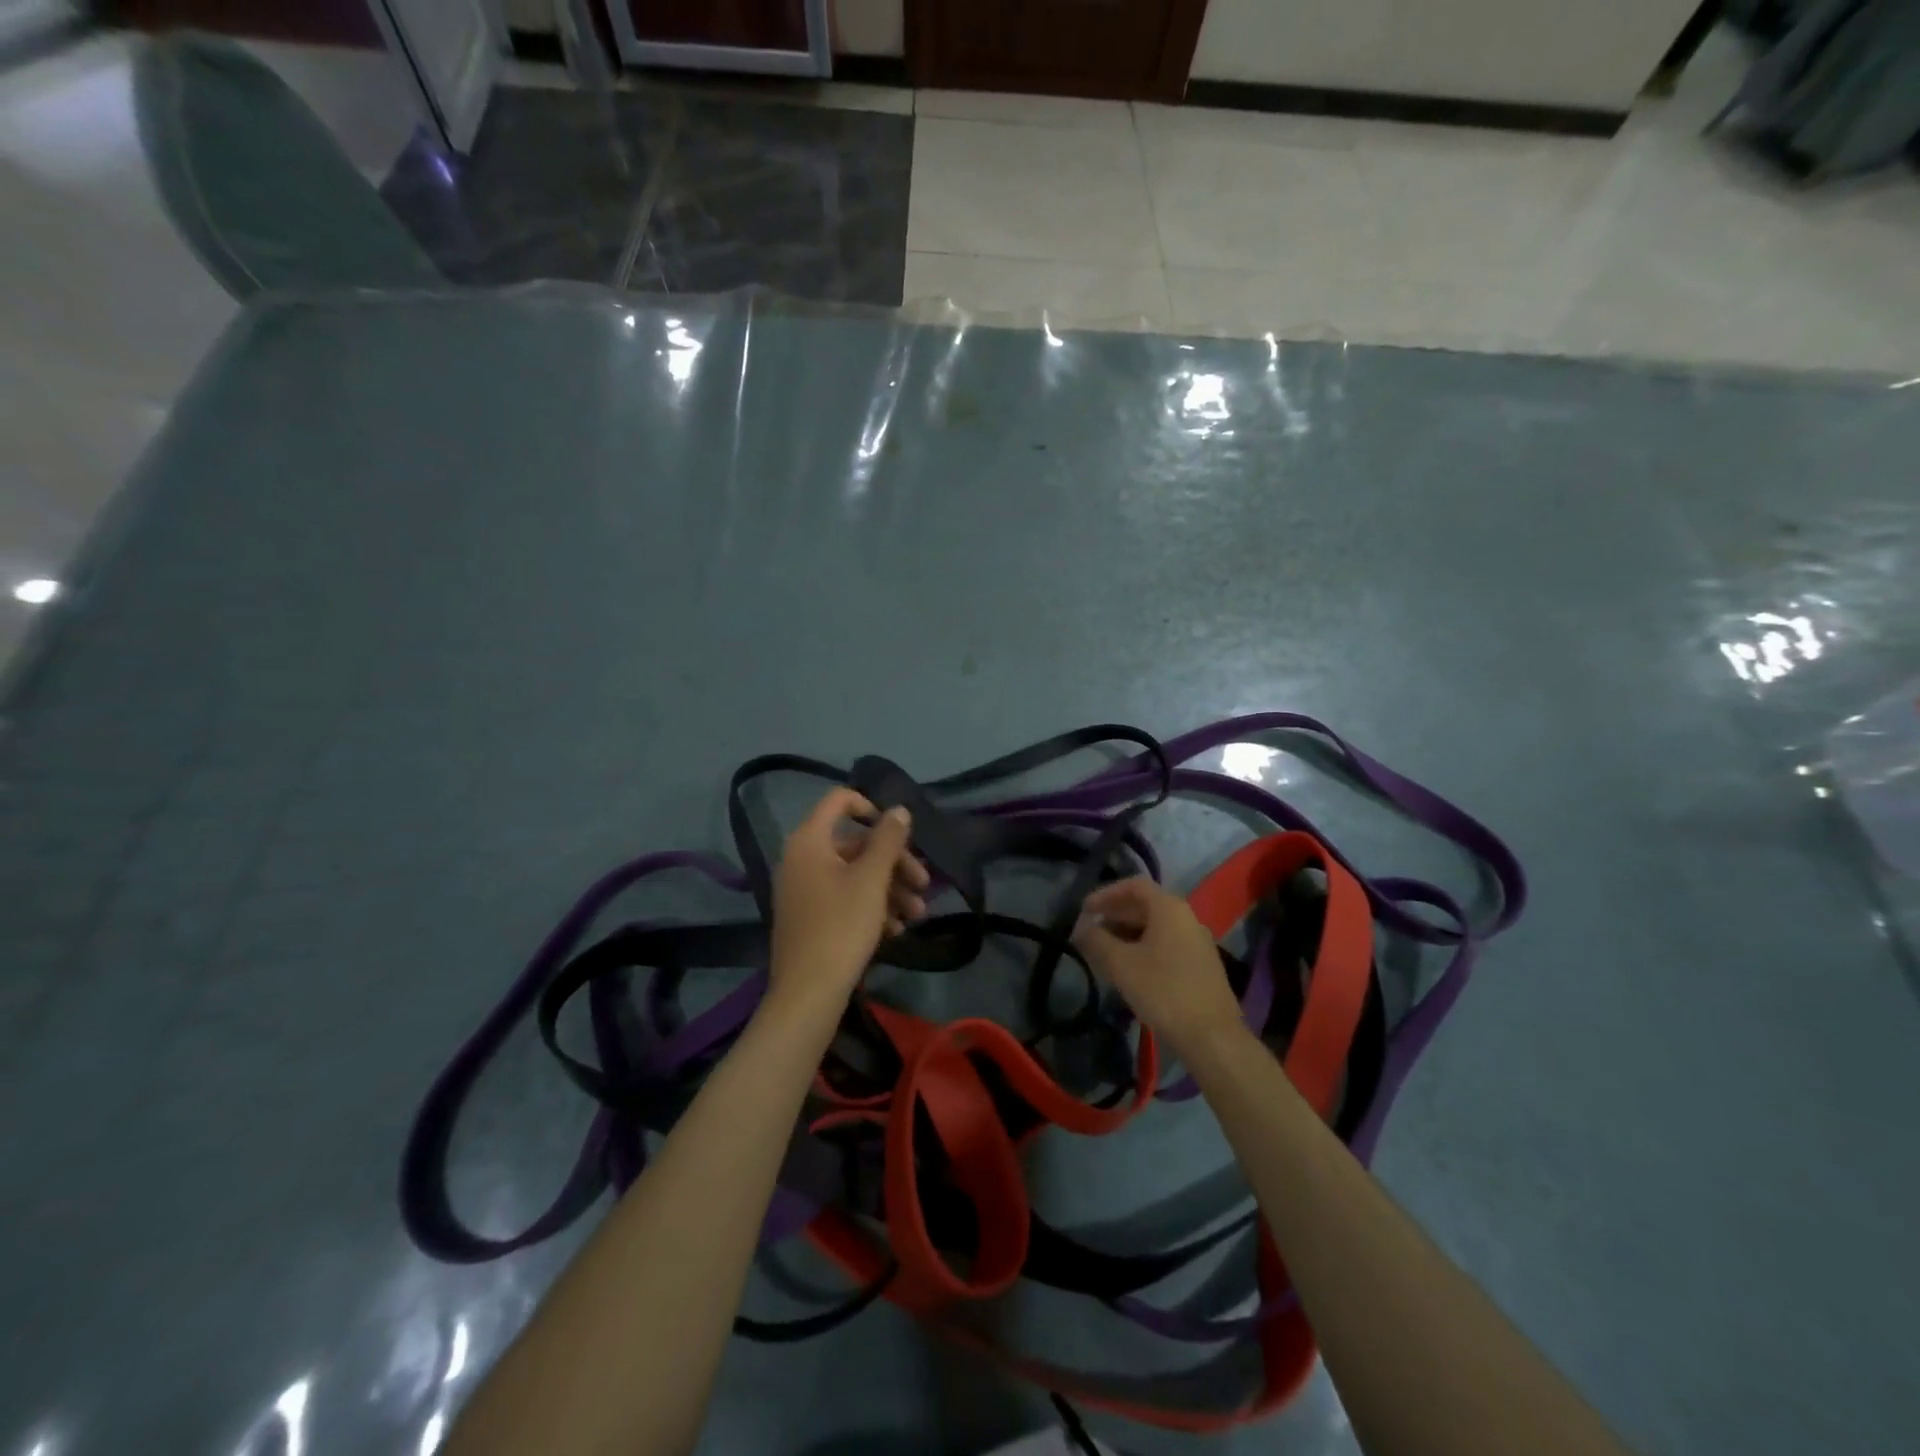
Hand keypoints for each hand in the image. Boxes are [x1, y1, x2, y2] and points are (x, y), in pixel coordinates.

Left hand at [768, 788, 929, 1010]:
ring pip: (854, 875)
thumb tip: (899, 809)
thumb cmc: (841, 926)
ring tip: (917, 914)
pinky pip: (844, 898)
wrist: (808, 993)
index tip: (900, 831)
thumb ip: (888, 840)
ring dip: (889, 889)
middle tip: (924, 884)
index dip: (872, 807)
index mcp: (809, 841)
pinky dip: (871, 907)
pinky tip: (896, 929)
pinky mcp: (809, 918)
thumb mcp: (872, 879)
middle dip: (894, 862)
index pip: (839, 801)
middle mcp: (801, 859)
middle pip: (854, 844)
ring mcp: (803, 890)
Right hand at [1072, 877, 1244, 1055]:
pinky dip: (1144, 947)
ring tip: (1105, 950)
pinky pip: (1167, 944)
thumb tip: (1080, 926)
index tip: (1085, 909)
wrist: (1212, 1037)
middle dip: (1115, 914)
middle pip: (1146, 905)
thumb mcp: (1121, 964)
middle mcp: (1187, 918)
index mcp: (1170, 908)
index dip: (1106, 894)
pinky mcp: (1202, 966)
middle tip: (1090, 929)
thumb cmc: (1163, 991)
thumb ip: (1096, 940)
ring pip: (1156, 927)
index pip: (1134, 886)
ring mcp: (1198, 942)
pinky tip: (1129, 968)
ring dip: (1128, 932)